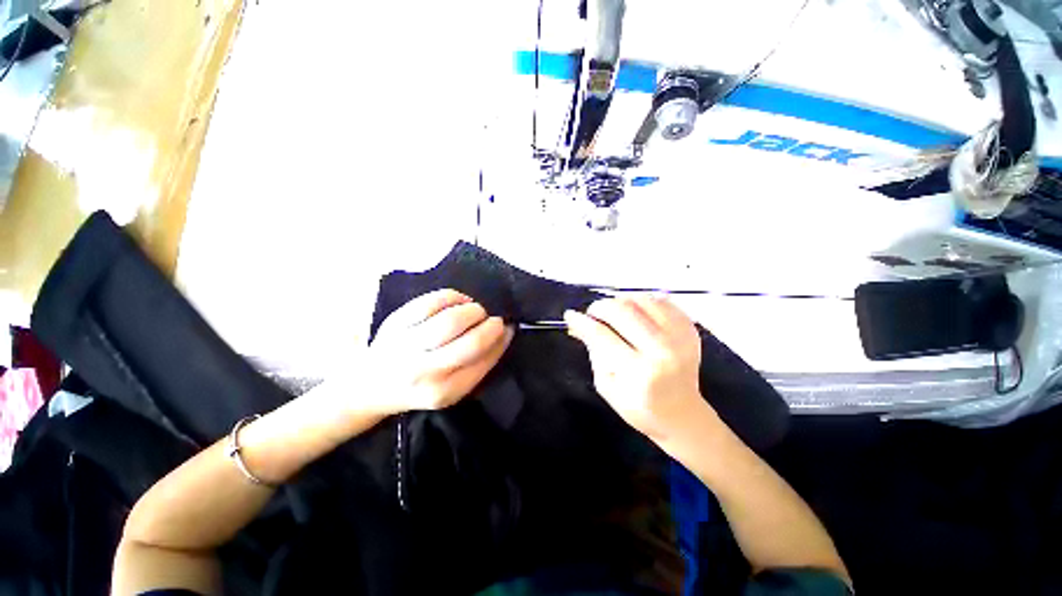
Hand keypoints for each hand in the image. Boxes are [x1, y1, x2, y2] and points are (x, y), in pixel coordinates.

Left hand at [364, 289, 513, 415]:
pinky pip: (433, 301)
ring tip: (476, 311)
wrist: (370, 386)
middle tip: (495, 319)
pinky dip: (453, 297)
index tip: (508, 328)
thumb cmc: (419, 387)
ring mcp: (408, 345)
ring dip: (474, 310)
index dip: (501, 341)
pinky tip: (459, 302)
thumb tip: (506, 332)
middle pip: (471, 341)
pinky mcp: (396, 322)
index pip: (483, 361)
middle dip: (491, 325)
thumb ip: (480, 364)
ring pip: (452, 319)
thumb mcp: (452, 389)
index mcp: (444, 391)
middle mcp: (425, 371)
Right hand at [564, 295, 708, 440]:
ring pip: (643, 300)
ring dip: (621, 300)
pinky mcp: (690, 331)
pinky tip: (635, 310)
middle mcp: (662, 351)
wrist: (683, 415)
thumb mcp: (607, 386)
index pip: (602, 335)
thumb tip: (579, 324)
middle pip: (623, 311)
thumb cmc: (640, 407)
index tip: (570, 315)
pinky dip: (643, 301)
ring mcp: (680, 338)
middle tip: (592, 313)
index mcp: (639, 372)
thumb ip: (594, 352)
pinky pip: (663, 302)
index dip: (582, 322)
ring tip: (613, 310)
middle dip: (600, 307)